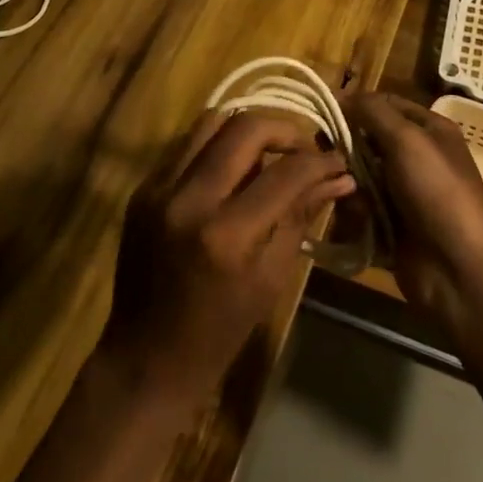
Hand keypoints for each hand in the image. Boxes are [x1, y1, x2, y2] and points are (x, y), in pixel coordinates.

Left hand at [101, 112, 354, 416]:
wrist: (144, 358)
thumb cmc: (219, 331)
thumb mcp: (271, 278)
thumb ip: (301, 217)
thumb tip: (340, 178)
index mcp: (226, 235)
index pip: (285, 173)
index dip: (319, 161)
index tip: (338, 161)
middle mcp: (188, 199)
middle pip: (245, 128)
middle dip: (284, 130)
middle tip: (303, 149)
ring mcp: (158, 189)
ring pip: (211, 122)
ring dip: (247, 131)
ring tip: (267, 154)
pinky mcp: (143, 188)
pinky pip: (187, 145)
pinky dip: (217, 146)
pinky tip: (232, 170)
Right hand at [343, 94, 482, 330]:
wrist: (458, 268)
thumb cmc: (437, 191)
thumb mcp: (407, 140)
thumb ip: (373, 112)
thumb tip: (343, 93)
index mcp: (429, 130)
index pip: (386, 104)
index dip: (357, 105)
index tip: (325, 112)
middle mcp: (417, 156)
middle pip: (369, 140)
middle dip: (348, 149)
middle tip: (328, 157)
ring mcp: (405, 192)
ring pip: (360, 175)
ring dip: (351, 185)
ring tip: (349, 196)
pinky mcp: (392, 224)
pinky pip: (362, 208)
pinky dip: (354, 214)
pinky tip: (355, 222)